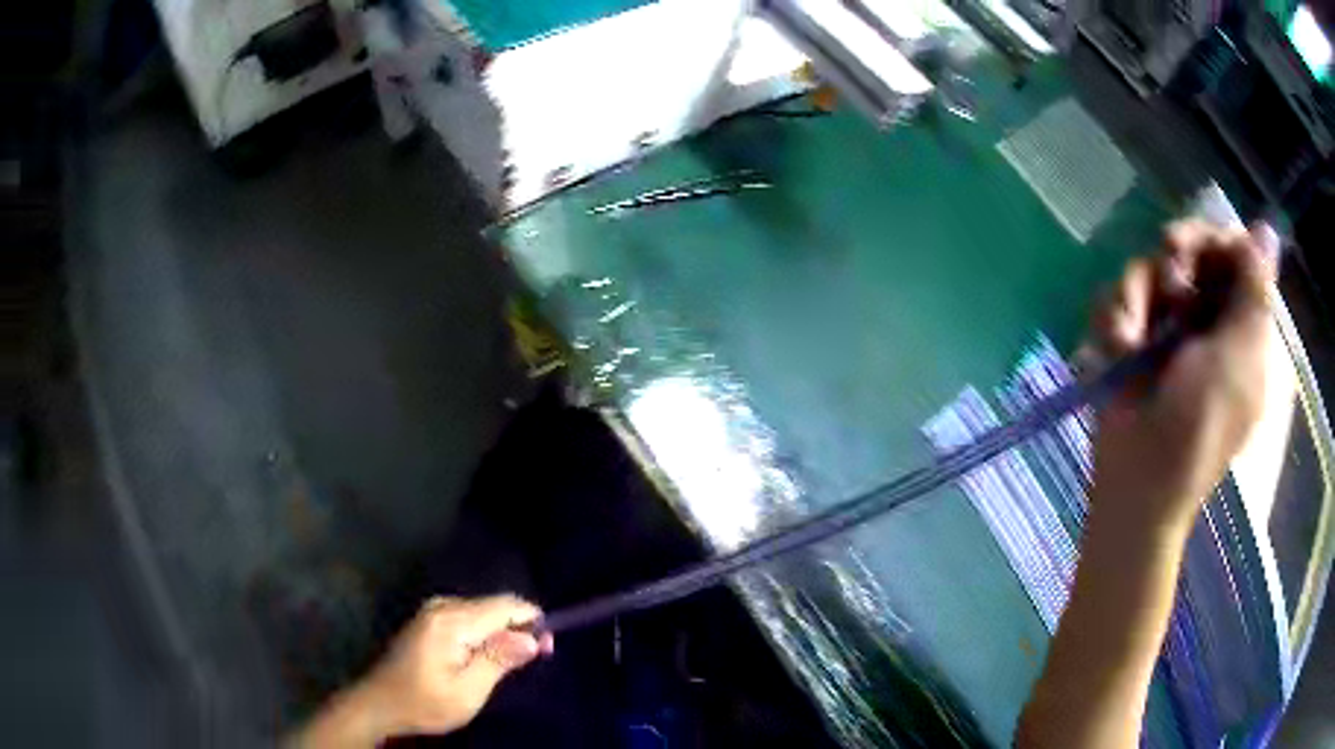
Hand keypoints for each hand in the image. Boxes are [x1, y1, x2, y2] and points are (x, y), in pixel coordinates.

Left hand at [349, 594, 552, 739]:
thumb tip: (534, 637)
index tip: (549, 646)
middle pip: (494, 606)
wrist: (381, 703)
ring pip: (483, 611)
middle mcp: (442, 606)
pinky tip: (488, 656)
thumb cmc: (425, 702)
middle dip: (519, 628)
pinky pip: (469, 616)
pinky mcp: (431, 619)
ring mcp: (433, 610)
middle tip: (536, 658)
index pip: (504, 606)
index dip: (532, 621)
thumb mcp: (468, 691)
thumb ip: (499, 660)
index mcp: (451, 621)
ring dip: (503, 631)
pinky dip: (486, 632)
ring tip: (513, 662)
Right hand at [1087, 220, 1278, 536]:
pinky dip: (1115, 317)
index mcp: (1241, 324)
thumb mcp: (1239, 357)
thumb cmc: (1200, 423)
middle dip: (1175, 256)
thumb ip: (1255, 292)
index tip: (1200, 250)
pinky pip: (1119, 299)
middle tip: (1170, 279)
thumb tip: (1268, 230)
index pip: (1232, 253)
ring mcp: (1167, 329)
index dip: (1214, 240)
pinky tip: (1118, 347)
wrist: (1139, 479)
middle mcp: (1206, 318)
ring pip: (1149, 269)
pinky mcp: (1132, 338)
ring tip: (1131, 337)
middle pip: (1190, 250)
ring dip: (1137, 295)